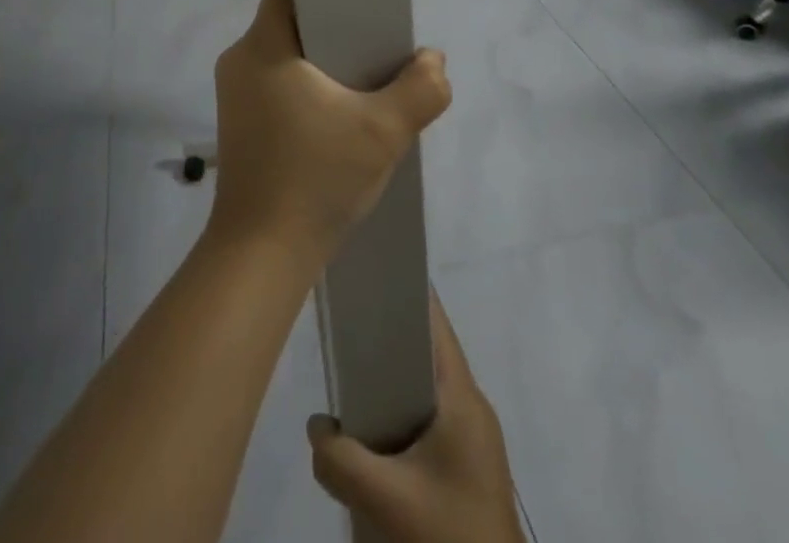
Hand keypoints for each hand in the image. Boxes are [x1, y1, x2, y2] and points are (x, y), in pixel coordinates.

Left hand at [209, 0, 449, 262]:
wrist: (262, 255)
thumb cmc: (315, 177)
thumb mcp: (383, 132)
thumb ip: (420, 89)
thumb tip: (433, 60)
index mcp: (261, 46)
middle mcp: (239, 61)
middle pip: (290, 21)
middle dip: (333, 25)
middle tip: (376, 36)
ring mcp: (234, 95)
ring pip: (284, 55)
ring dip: (322, 60)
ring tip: (365, 75)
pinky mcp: (239, 124)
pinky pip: (276, 84)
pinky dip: (307, 86)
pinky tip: (339, 111)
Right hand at [306, 293, 525, 542]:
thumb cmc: (449, 535)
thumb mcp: (385, 499)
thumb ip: (340, 459)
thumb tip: (316, 427)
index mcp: (462, 396)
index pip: (433, 321)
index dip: (402, 291)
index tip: (367, 272)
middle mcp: (471, 406)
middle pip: (424, 353)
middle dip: (384, 338)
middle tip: (343, 327)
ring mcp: (471, 439)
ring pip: (423, 391)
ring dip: (389, 384)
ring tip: (347, 378)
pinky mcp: (466, 468)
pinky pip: (427, 423)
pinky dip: (397, 417)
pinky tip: (369, 434)